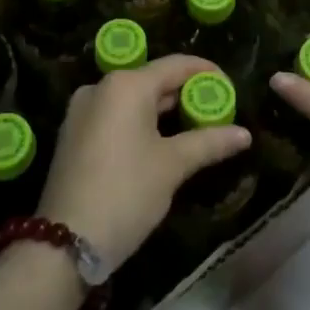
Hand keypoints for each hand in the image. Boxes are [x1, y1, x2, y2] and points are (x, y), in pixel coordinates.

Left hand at [36, 55, 250, 271]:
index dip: (206, 73)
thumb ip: (209, 142)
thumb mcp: (173, 166)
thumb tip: (245, 134)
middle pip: (153, 81)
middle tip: (217, 112)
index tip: (230, 87)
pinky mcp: (73, 134)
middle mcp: (101, 87)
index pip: (176, 66)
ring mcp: (82, 111)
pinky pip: (116, 116)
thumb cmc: (126, 193)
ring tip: (195, 128)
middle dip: (186, 95)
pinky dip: (141, 123)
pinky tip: (160, 143)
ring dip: (164, 111)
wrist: (64, 243)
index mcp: (126, 84)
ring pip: (133, 100)